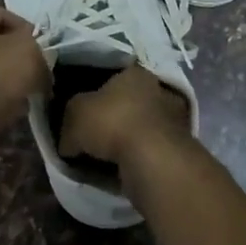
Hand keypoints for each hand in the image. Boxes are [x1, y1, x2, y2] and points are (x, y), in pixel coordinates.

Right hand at [58, 63, 191, 167]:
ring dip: (125, 142)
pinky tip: (119, 171)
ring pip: (139, 129)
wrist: (151, 159)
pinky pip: (148, 151)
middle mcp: (158, 91)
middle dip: (111, 120)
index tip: (81, 114)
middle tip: (90, 139)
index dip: (93, 96)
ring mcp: (172, 120)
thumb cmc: (112, 122)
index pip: (111, 79)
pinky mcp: (177, 148)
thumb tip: (68, 142)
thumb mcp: (74, 115)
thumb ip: (68, 122)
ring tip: (103, 159)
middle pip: (127, 104)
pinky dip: (135, 159)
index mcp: (135, 73)